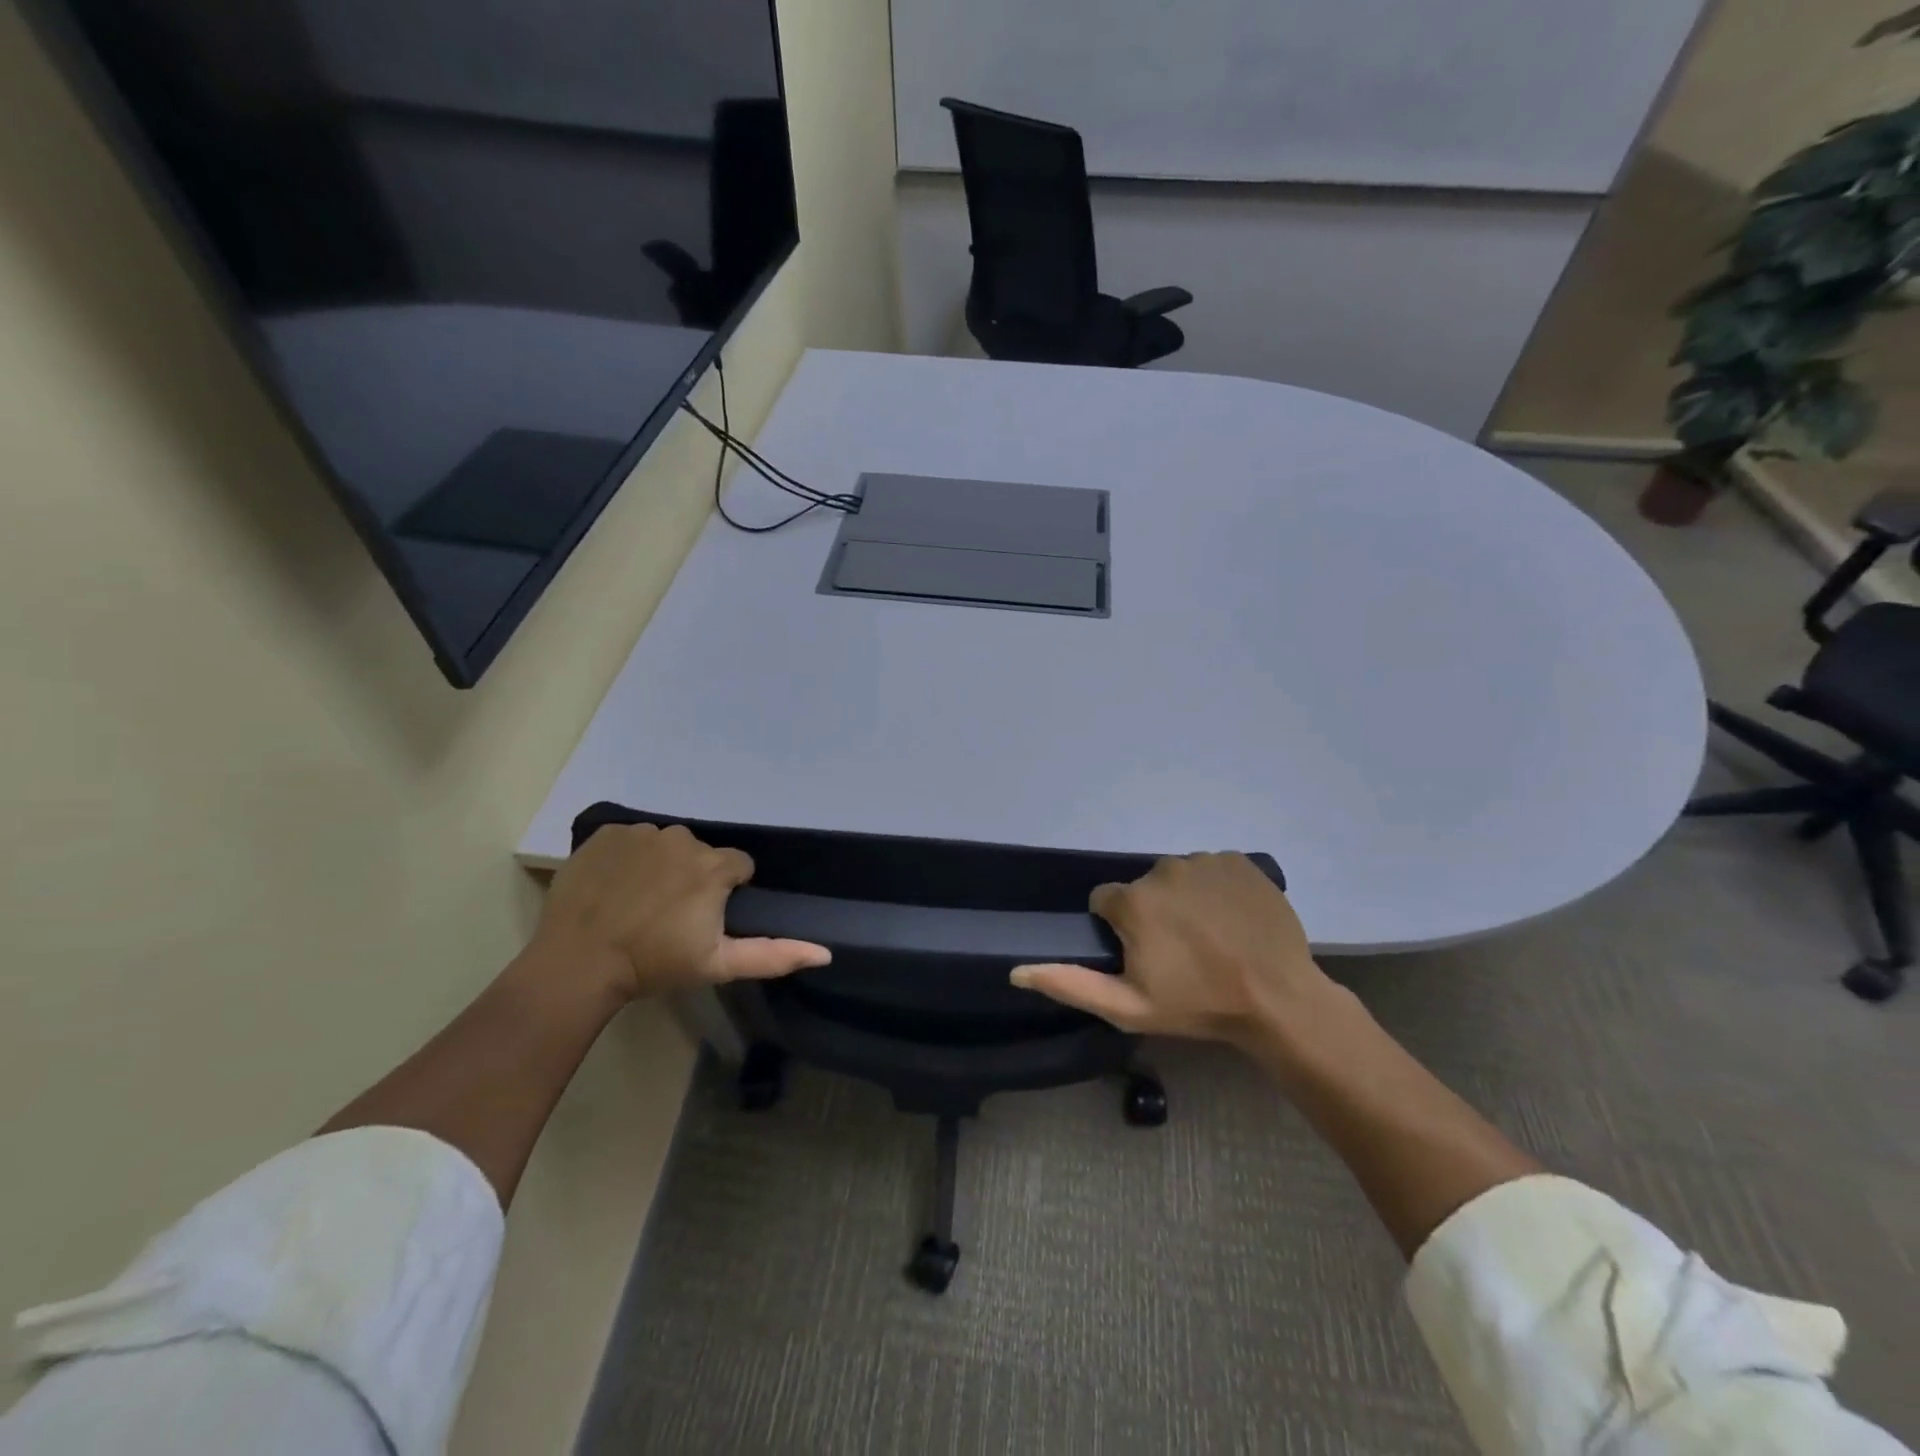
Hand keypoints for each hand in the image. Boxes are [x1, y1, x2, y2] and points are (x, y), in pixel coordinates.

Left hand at [533, 823, 830, 999]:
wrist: (578, 963)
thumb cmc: (654, 964)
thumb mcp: (719, 965)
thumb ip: (775, 955)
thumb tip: (825, 953)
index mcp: (714, 866)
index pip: (739, 866)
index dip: (727, 892)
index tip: (704, 919)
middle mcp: (683, 839)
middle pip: (702, 853)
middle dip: (694, 877)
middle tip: (670, 915)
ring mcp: (642, 832)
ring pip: (667, 844)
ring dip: (662, 865)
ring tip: (639, 901)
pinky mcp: (607, 833)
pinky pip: (631, 838)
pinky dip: (628, 857)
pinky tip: (615, 886)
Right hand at [1011, 853, 1340, 1049]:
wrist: (1278, 999)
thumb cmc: (1198, 1005)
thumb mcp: (1127, 1007)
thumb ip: (1069, 983)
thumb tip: (1015, 970)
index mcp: (1133, 901)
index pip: (1106, 901)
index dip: (1120, 929)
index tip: (1144, 956)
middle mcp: (1163, 869)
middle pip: (1144, 888)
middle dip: (1153, 914)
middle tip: (1181, 953)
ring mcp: (1204, 861)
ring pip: (1178, 877)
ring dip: (1185, 900)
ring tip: (1212, 937)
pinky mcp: (1239, 861)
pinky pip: (1213, 869)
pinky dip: (1217, 889)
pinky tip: (1233, 920)